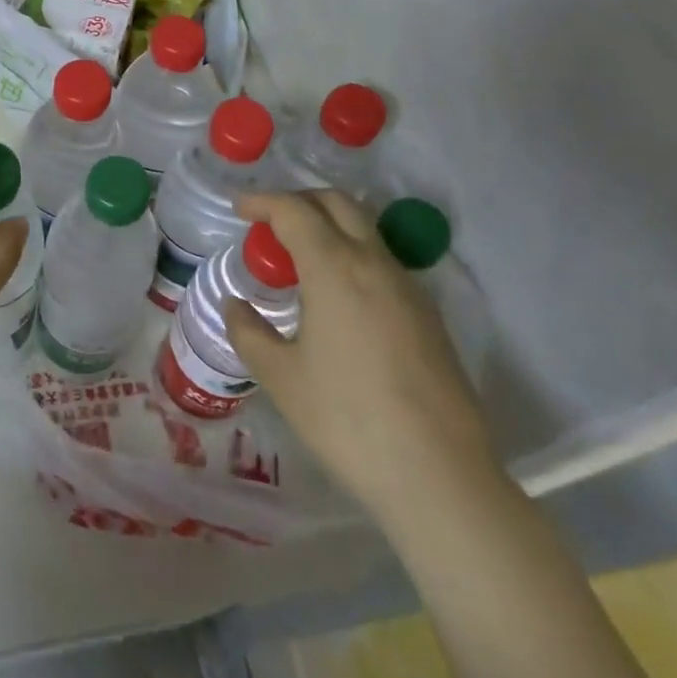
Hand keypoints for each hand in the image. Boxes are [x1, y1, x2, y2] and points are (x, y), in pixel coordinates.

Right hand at [226, 191, 498, 524]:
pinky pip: (383, 261)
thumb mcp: (282, 378)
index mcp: (335, 268)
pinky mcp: (428, 314)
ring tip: (300, 259)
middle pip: (337, 203)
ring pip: (365, 229)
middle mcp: (375, 263)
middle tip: (269, 223)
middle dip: (299, 201)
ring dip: (329, 225)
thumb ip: (249, 333)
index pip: (294, 210)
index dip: (263, 201)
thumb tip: (235, 306)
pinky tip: (338, 295)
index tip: (239, 208)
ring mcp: (408, 287)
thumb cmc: (348, 421)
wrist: (441, 476)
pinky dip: (352, 253)